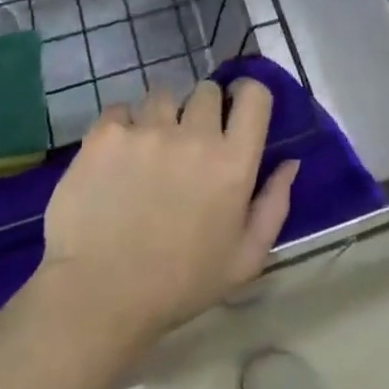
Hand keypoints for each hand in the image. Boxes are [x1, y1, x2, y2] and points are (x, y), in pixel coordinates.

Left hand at [40, 78, 298, 343]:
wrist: (99, 297)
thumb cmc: (179, 285)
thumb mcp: (244, 259)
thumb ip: (274, 205)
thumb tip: (290, 162)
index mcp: (233, 162)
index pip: (255, 96)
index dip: (246, 94)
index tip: (235, 108)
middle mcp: (194, 135)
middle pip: (206, 91)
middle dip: (201, 111)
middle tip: (187, 143)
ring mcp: (147, 129)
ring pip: (162, 96)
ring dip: (160, 117)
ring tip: (147, 150)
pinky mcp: (107, 133)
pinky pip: (120, 109)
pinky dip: (121, 127)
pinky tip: (115, 159)